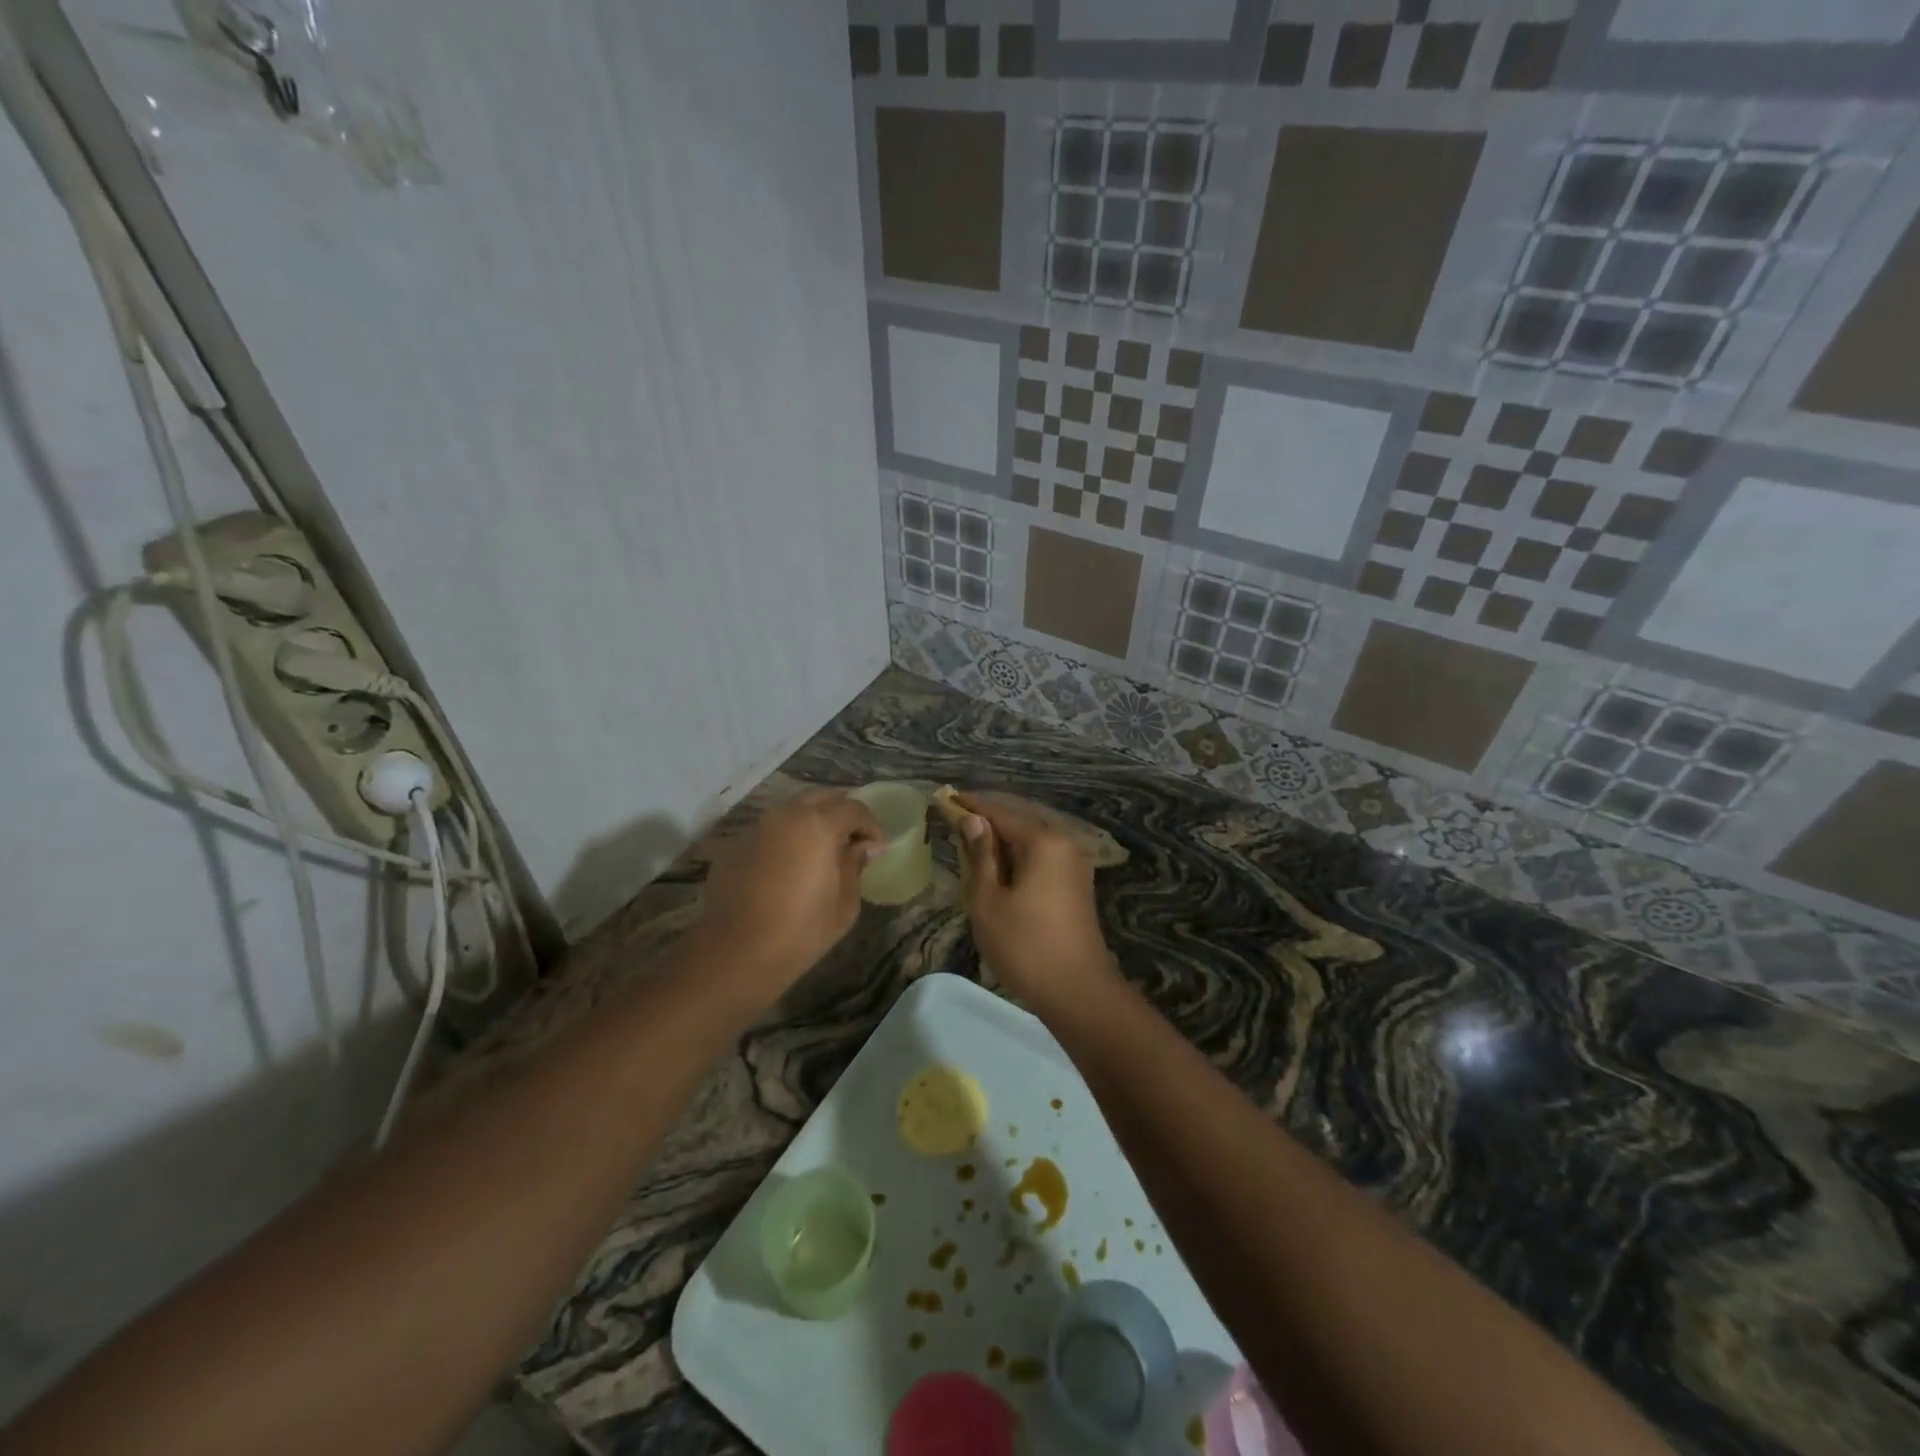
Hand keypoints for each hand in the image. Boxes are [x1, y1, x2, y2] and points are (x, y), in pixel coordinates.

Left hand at [690, 789, 882, 1007]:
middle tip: (851, 842)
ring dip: (812, 823)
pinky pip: (770, 830)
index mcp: (819, 824)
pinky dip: (786, 838)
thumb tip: (862, 847)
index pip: (854, 808)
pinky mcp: (735, 845)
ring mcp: (756, 827)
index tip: (876, 848)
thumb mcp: (844, 904)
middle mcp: (786, 815)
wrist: (734, 953)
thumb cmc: (800, 932)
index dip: (870, 826)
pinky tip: (788, 866)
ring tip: (820, 852)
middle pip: (822, 798)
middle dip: (841, 814)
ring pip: (792, 810)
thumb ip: (855, 865)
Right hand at [952, 791, 1116, 1008]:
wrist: (1077, 991)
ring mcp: (1074, 865)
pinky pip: (1042, 859)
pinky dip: (1018, 858)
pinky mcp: (1076, 885)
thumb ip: (980, 855)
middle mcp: (1064, 844)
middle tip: (955, 820)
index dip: (971, 806)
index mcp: (1043, 841)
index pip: (1000, 813)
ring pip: (1031, 842)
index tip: (946, 798)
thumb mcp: (988, 900)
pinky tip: (999, 869)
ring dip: (1002, 842)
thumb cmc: (1024, 945)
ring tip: (971, 844)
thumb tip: (973, 821)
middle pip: (1019, 823)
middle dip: (987, 822)